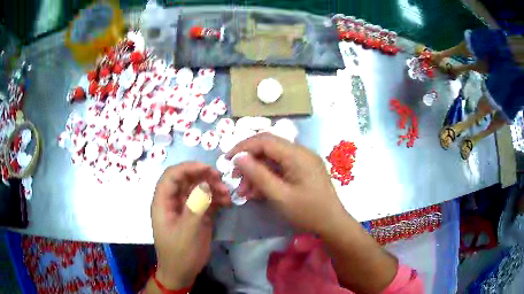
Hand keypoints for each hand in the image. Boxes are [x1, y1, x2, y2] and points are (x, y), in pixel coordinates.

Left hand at [150, 162, 229, 289]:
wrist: (182, 273)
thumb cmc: (180, 253)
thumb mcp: (187, 231)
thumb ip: (195, 206)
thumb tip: (205, 183)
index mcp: (163, 202)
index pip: (171, 176)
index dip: (188, 168)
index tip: (208, 168)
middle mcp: (173, 202)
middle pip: (186, 180)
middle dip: (203, 177)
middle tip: (221, 180)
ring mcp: (185, 208)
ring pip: (197, 189)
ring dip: (212, 188)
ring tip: (227, 194)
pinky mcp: (196, 216)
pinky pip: (206, 201)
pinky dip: (216, 199)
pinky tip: (227, 202)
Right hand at [227, 133, 345, 234]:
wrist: (332, 224)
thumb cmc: (308, 212)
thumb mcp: (280, 196)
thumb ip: (258, 175)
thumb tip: (239, 158)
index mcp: (297, 154)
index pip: (264, 140)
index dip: (243, 147)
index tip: (227, 161)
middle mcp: (301, 152)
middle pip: (268, 148)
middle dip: (249, 163)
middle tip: (236, 180)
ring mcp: (303, 161)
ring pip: (273, 160)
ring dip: (257, 173)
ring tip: (245, 192)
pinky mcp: (303, 170)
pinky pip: (281, 168)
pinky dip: (268, 178)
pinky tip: (258, 192)